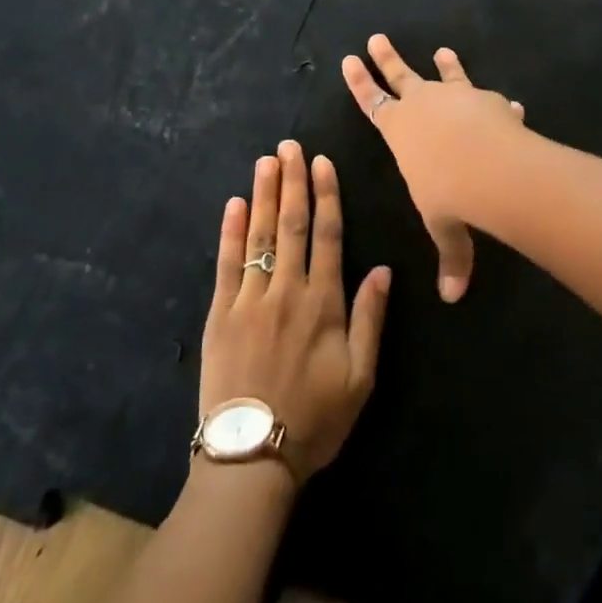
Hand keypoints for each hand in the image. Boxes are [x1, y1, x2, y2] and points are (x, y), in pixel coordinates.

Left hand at [201, 140, 389, 483]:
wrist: (252, 456)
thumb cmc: (315, 419)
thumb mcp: (361, 377)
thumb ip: (371, 318)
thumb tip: (382, 269)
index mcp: (324, 303)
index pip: (327, 235)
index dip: (326, 196)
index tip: (323, 163)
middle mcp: (286, 290)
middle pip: (290, 225)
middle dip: (292, 182)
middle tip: (290, 146)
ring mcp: (249, 300)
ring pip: (259, 236)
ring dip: (263, 195)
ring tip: (266, 161)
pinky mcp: (219, 315)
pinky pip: (225, 264)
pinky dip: (230, 232)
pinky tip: (233, 204)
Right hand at [341, 34, 525, 303]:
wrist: (493, 167)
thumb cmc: (452, 196)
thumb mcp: (446, 227)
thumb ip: (452, 257)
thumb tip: (454, 297)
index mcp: (399, 131)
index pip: (372, 102)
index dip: (360, 82)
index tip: (349, 59)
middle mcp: (423, 106)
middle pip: (400, 75)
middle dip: (387, 58)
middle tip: (377, 38)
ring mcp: (456, 97)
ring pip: (445, 75)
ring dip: (445, 65)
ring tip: (443, 51)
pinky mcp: (488, 100)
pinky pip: (489, 98)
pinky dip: (495, 101)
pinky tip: (509, 104)